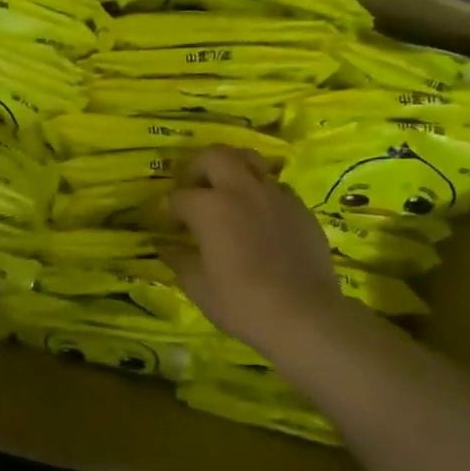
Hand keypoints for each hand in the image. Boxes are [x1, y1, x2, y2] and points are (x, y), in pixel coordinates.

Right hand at [163, 146, 345, 355]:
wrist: (304, 315)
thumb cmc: (242, 302)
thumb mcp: (199, 287)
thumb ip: (179, 261)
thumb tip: (166, 248)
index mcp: (210, 207)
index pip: (180, 197)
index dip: (170, 211)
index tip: (171, 226)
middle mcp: (241, 189)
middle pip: (214, 155)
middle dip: (197, 167)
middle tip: (194, 190)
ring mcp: (275, 194)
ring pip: (250, 160)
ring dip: (232, 169)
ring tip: (227, 192)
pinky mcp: (300, 206)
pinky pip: (275, 185)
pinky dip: (260, 192)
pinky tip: (259, 216)